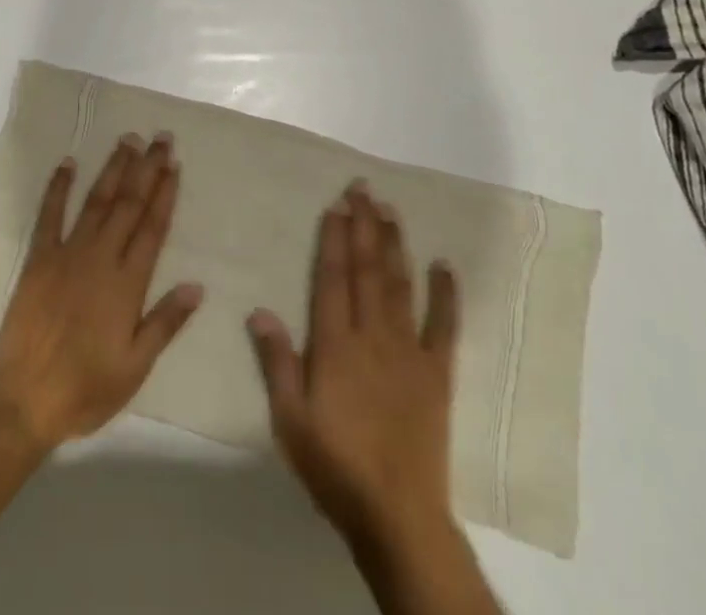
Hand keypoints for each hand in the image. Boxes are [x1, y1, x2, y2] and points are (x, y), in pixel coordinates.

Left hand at [0, 133, 202, 450]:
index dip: (165, 193)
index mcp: (127, 283)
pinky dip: (58, 187)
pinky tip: (67, 164)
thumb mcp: (135, 367)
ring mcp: (67, 254)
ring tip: (128, 140)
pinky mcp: (38, 259)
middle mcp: (100, 258)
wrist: (23, 397)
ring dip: (113, 168)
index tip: (174, 163)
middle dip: (146, 168)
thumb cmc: (85, 388)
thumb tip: (197, 285)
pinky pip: (49, 215)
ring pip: (96, 201)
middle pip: (129, 204)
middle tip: (160, 137)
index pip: (152, 227)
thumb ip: (165, 323)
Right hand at [247, 182, 460, 549]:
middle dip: (364, 225)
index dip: (334, 238)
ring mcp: (409, 352)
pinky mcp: (437, 373)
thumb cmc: (336, 467)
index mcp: (336, 345)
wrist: (398, 516)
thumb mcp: (290, 420)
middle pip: (367, 270)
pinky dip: (446, 294)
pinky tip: (444, 265)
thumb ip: (277, 362)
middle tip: (362, 188)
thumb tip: (259, 310)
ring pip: (400, 285)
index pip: (333, 278)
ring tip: (389, 209)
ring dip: (394, 244)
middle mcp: (373, 336)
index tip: (336, 205)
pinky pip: (444, 326)